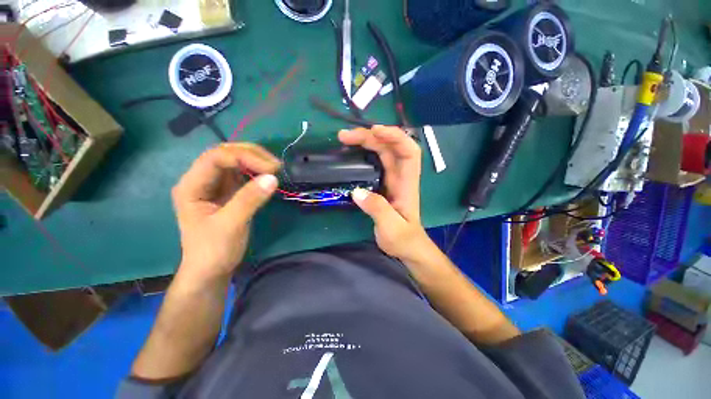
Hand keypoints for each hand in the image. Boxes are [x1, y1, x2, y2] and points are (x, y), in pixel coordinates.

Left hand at [171, 143, 279, 283]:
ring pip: (230, 162)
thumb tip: (273, 177)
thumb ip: (249, 199)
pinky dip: (250, 173)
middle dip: (249, 156)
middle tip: (274, 166)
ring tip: (273, 169)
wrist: (208, 276)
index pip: (215, 157)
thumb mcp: (230, 226)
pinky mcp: (219, 192)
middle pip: (222, 155)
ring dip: (252, 162)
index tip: (268, 168)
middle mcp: (197, 180)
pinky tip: (263, 176)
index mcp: (190, 185)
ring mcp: (208, 185)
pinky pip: (235, 174)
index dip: (242, 156)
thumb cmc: (212, 253)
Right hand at [338, 126, 433, 261]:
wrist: (408, 249)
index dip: (395, 137)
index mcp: (407, 183)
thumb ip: (377, 210)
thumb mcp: (391, 229)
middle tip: (344, 136)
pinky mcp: (384, 182)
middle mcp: (401, 176)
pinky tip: (351, 150)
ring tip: (344, 138)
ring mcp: (393, 178)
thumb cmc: (403, 240)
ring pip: (383, 151)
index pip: (409, 151)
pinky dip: (365, 150)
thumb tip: (357, 191)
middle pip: (391, 146)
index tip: (374, 131)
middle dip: (370, 136)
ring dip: (366, 140)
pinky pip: (376, 160)